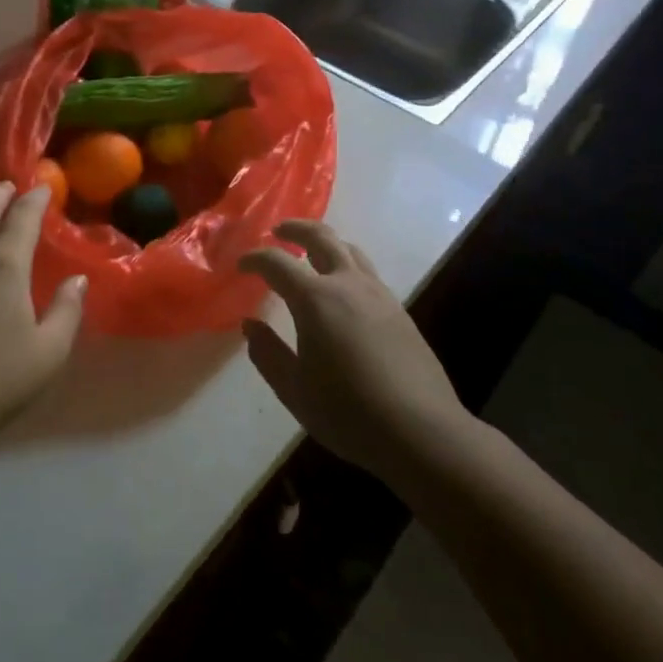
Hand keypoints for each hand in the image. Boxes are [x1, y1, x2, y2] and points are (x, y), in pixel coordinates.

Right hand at [240, 220, 472, 480]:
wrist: (421, 432)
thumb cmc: (348, 412)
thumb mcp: (294, 389)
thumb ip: (267, 353)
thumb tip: (250, 325)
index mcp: (315, 299)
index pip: (277, 262)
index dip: (255, 259)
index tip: (241, 265)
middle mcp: (348, 284)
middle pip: (321, 236)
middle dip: (296, 229)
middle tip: (278, 232)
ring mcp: (379, 295)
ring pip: (350, 250)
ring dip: (325, 243)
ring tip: (310, 255)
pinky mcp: (399, 311)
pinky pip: (367, 272)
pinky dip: (346, 266)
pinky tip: (342, 292)